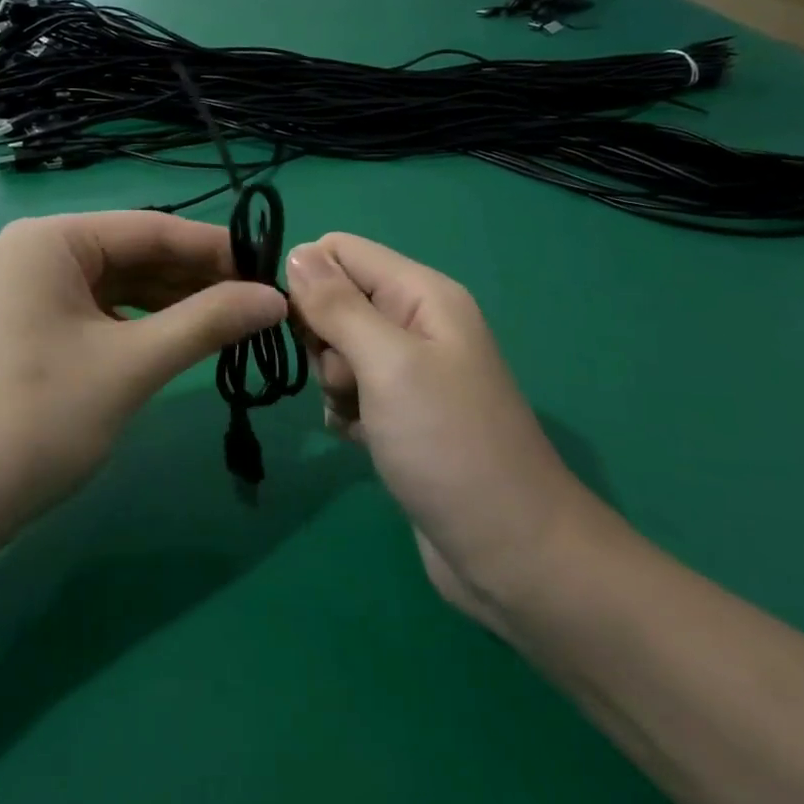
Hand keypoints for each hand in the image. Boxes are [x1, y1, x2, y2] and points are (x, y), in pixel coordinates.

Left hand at [0, 213, 286, 535]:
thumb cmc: (39, 418)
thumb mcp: (132, 365)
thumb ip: (206, 323)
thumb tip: (275, 298)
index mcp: (49, 240)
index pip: (150, 228)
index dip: (214, 248)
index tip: (270, 270)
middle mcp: (33, 252)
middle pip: (132, 253)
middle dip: (194, 278)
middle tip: (257, 304)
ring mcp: (26, 290)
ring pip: (116, 284)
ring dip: (171, 302)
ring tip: (231, 321)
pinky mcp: (27, 325)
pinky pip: (96, 310)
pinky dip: (139, 323)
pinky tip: (180, 337)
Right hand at [285, 234, 602, 630]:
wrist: (509, 551)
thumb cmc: (448, 445)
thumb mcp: (388, 364)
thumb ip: (338, 305)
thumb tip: (295, 252)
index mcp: (422, 294)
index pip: (341, 251)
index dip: (307, 279)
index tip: (294, 325)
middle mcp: (415, 323)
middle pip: (335, 301)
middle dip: (322, 340)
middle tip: (346, 380)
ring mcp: (409, 371)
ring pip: (335, 349)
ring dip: (332, 382)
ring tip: (359, 416)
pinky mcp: (400, 413)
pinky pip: (348, 391)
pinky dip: (343, 411)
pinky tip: (360, 439)